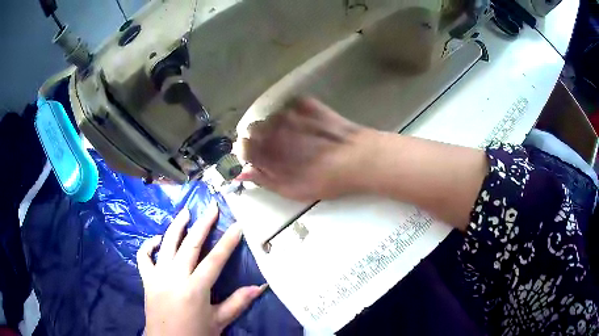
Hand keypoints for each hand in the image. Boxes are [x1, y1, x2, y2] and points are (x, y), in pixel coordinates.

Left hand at [137, 204, 266, 335]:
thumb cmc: (195, 334)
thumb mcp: (219, 321)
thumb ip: (238, 303)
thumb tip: (259, 287)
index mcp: (195, 288)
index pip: (215, 259)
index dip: (228, 241)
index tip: (237, 225)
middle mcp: (175, 276)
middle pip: (190, 244)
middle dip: (203, 224)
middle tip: (211, 207)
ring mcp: (158, 275)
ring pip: (167, 244)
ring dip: (176, 226)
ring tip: (185, 212)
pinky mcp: (147, 279)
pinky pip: (144, 257)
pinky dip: (149, 245)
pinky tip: (157, 240)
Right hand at [239, 97, 371, 200]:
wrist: (359, 159)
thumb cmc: (326, 180)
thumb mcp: (292, 190)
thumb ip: (264, 180)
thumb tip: (243, 173)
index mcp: (268, 151)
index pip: (243, 146)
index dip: (248, 152)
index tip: (257, 157)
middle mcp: (274, 128)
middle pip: (254, 128)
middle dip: (261, 137)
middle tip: (278, 148)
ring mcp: (291, 113)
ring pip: (272, 116)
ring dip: (278, 125)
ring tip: (297, 136)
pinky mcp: (307, 103)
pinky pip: (291, 106)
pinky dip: (294, 114)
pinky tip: (308, 124)